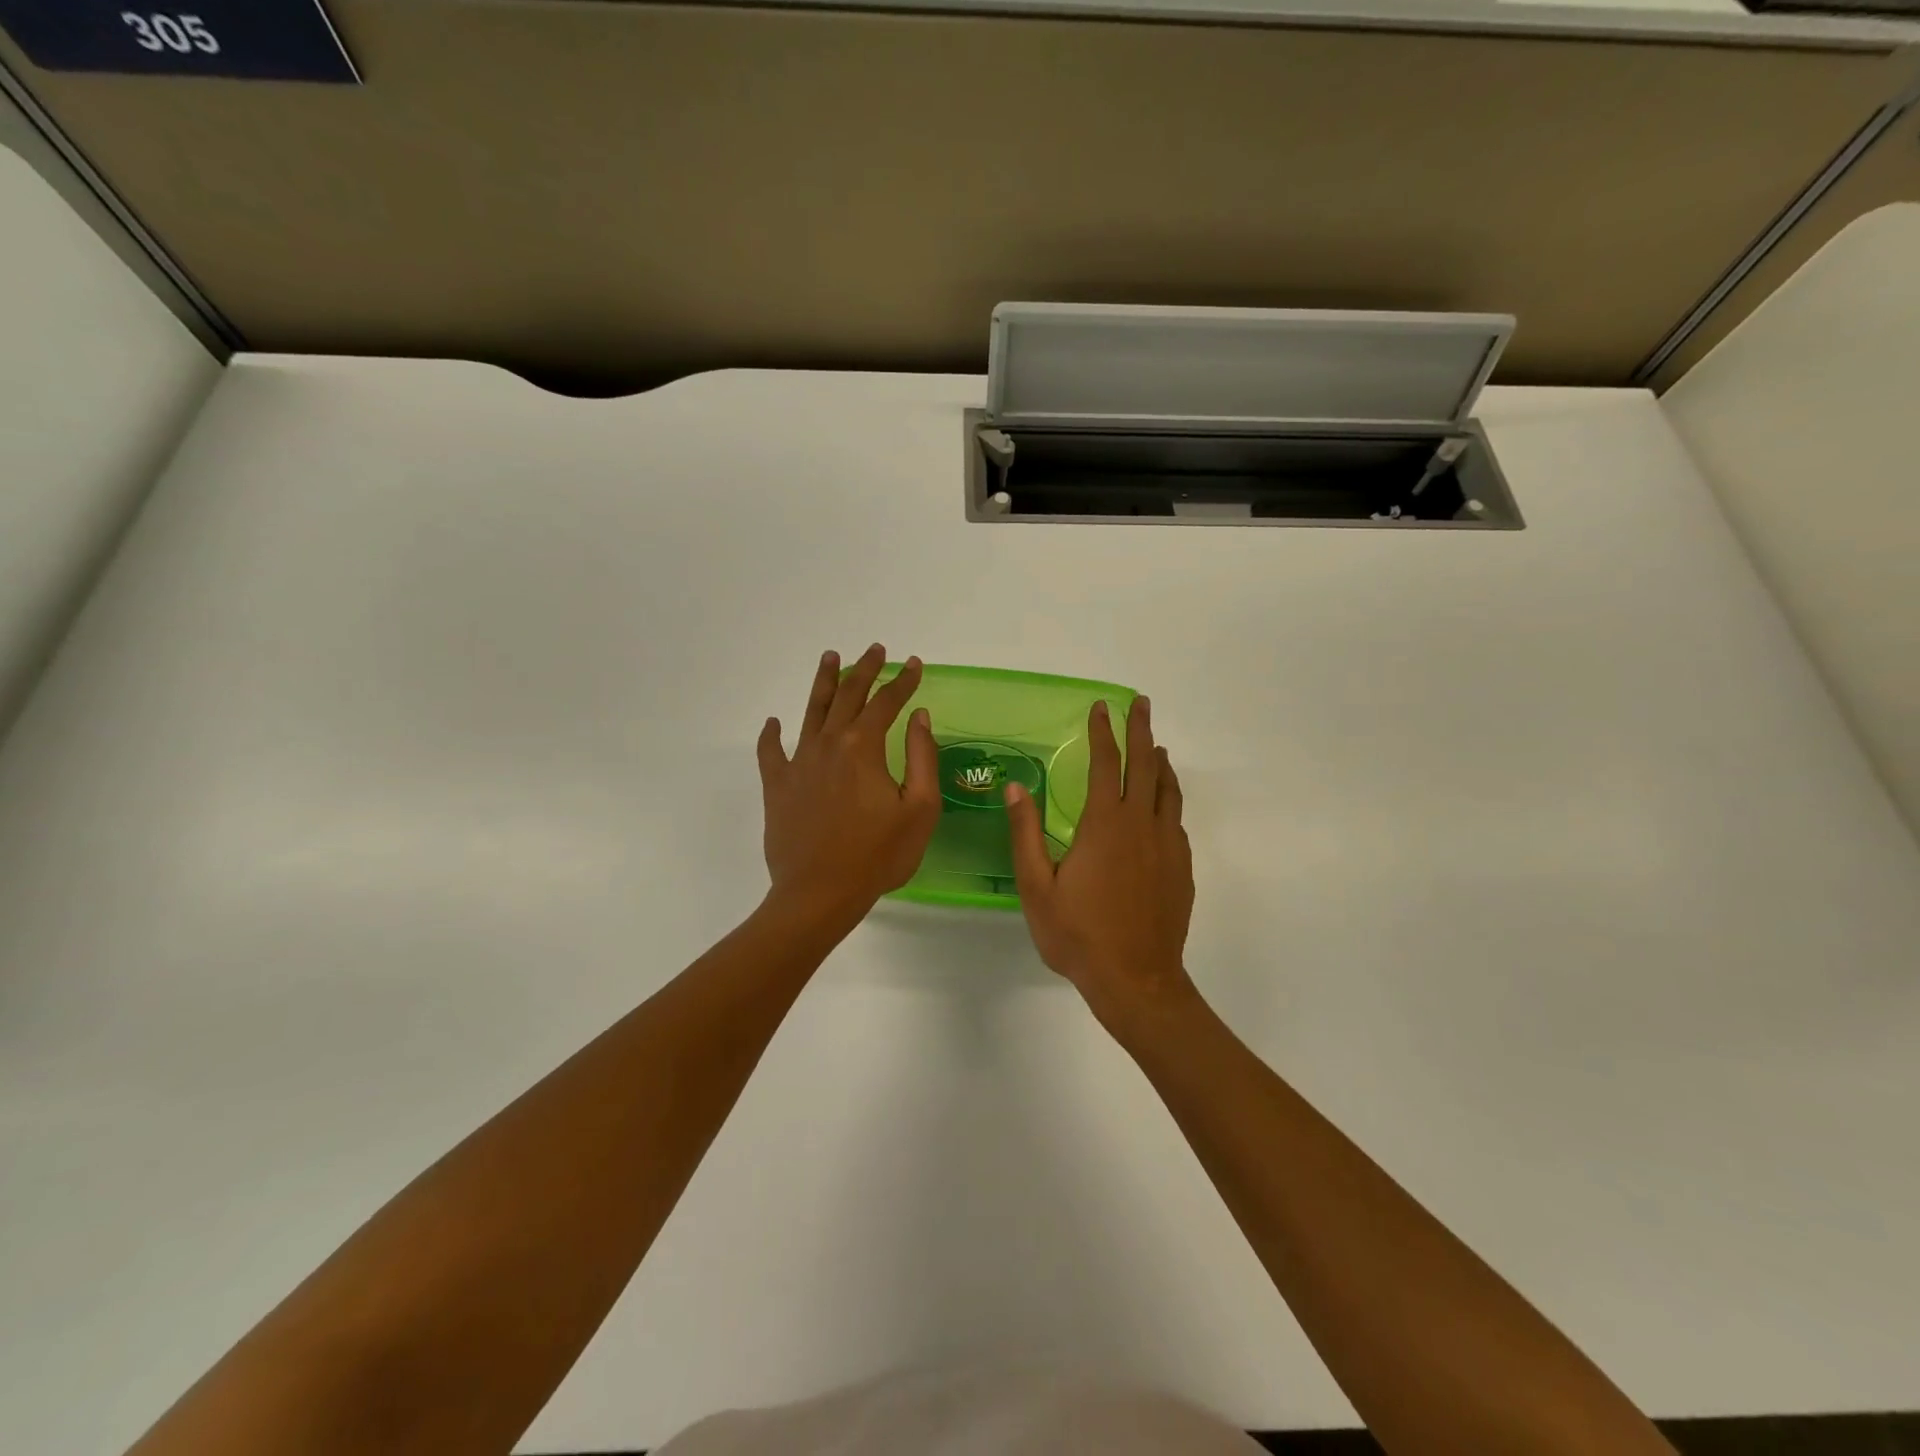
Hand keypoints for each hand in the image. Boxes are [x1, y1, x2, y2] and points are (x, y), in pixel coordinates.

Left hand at [757, 645, 940, 930]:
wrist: (819, 893)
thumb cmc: (878, 855)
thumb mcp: (919, 809)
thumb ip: (922, 757)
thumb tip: (919, 716)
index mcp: (864, 747)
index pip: (887, 703)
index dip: (903, 681)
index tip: (914, 665)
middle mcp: (829, 744)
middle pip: (848, 696)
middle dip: (865, 670)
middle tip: (876, 650)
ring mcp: (799, 763)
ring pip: (811, 711)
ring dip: (824, 683)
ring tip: (830, 658)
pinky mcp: (777, 786)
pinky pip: (771, 752)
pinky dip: (772, 734)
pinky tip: (774, 723)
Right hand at [1006, 696, 1195, 1025]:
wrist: (1136, 980)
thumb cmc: (1078, 934)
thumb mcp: (1037, 886)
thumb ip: (1025, 833)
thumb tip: (1015, 787)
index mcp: (1105, 824)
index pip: (1106, 764)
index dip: (1103, 733)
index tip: (1100, 707)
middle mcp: (1141, 825)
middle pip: (1146, 765)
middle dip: (1141, 730)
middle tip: (1141, 703)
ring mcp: (1167, 845)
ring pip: (1168, 790)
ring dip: (1161, 762)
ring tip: (1158, 747)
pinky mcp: (1182, 867)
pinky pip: (1176, 820)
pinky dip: (1169, 799)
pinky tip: (1163, 807)